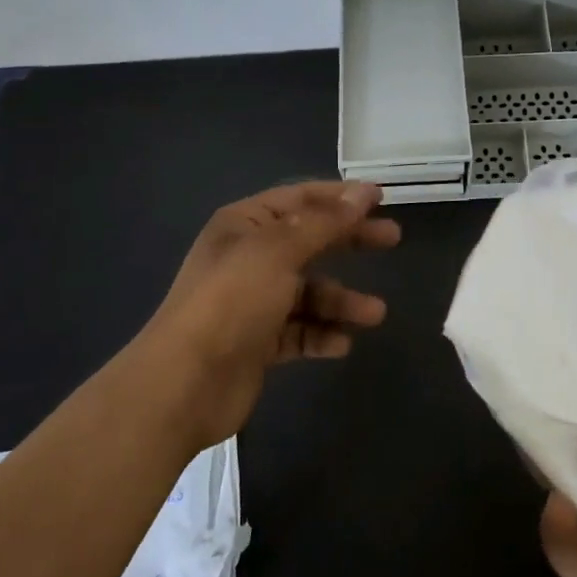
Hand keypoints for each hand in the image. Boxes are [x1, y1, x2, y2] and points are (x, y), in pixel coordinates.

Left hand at [142, 181, 400, 446]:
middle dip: (350, 241)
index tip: (382, 198)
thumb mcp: (279, 251)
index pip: (300, 198)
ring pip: (308, 292)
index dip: (341, 196)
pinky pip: (298, 331)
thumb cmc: (232, 301)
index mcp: (245, 225)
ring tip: (375, 314)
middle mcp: (249, 257)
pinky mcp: (257, 342)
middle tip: (392, 239)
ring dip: (341, 300)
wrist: (184, 383)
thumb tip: (362, 193)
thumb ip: (324, 223)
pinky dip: (320, 334)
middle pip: (310, 241)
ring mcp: (252, 301)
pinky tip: (341, 344)